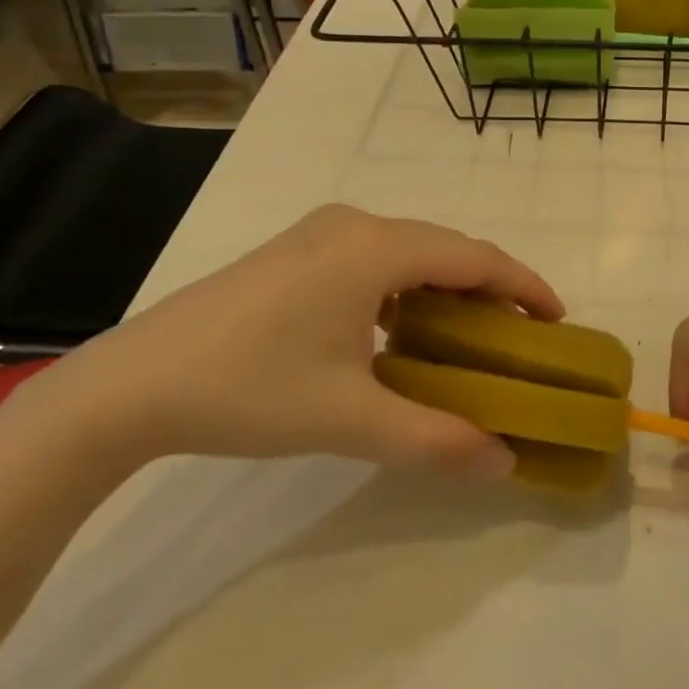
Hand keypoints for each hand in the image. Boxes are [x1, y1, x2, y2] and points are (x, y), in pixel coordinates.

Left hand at [65, 205, 562, 477]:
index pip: (475, 256)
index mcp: (375, 248)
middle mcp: (355, 225)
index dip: (524, 285)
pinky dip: (409, 286)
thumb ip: (436, 439)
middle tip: (522, 336)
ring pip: (411, 251)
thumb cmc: (247, 390)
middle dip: (492, 288)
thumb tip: (504, 463)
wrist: (130, 385)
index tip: (558, 320)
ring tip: (472, 333)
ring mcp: (320, 234)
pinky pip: (377, 258)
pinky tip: (404, 328)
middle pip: (447, 248)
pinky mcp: (297, 252)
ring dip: (448, 286)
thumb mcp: (349, 419)